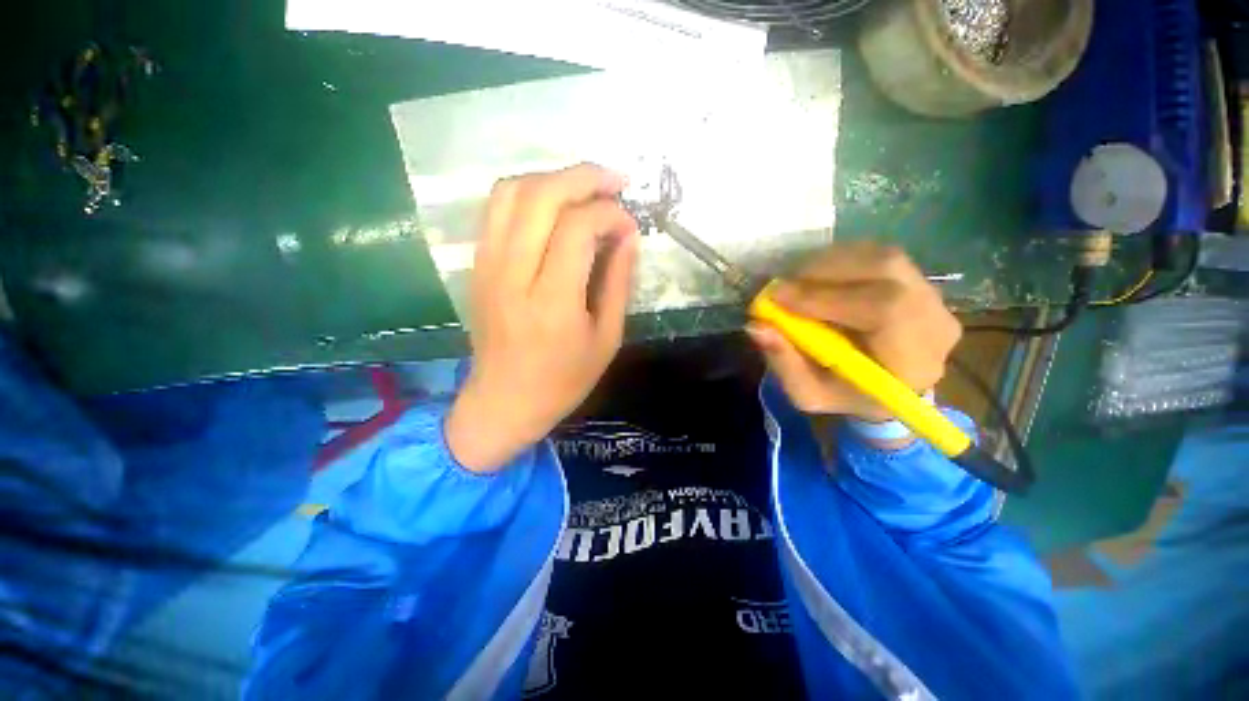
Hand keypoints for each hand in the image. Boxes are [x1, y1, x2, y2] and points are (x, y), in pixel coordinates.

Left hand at [446, 164, 639, 471]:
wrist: (504, 401)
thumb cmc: (563, 380)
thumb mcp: (607, 339)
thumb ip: (618, 283)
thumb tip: (629, 236)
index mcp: (552, 302)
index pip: (577, 228)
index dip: (609, 214)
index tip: (630, 225)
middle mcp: (513, 275)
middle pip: (541, 196)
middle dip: (583, 177)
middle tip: (615, 182)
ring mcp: (487, 266)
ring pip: (511, 192)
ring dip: (553, 179)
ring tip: (585, 189)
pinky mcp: (477, 266)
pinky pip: (496, 209)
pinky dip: (528, 194)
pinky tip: (554, 206)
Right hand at [747, 243, 961, 423]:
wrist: (886, 386)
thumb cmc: (846, 396)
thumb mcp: (808, 394)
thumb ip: (784, 363)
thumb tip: (756, 326)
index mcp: (915, 361)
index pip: (885, 309)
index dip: (827, 297)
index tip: (777, 297)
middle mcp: (935, 320)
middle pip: (886, 270)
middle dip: (823, 272)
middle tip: (780, 284)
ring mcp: (931, 294)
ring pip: (882, 256)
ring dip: (828, 262)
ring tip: (793, 281)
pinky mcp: (918, 279)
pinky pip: (877, 254)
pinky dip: (839, 259)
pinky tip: (815, 275)